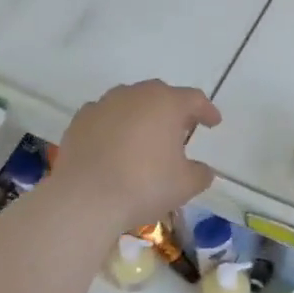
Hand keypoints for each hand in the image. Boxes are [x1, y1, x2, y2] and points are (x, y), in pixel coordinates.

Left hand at [51, 80, 220, 231]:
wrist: (85, 198)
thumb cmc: (144, 186)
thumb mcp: (185, 185)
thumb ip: (200, 173)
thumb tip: (202, 170)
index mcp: (166, 104)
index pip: (194, 99)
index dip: (207, 110)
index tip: (213, 123)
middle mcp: (135, 95)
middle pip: (160, 94)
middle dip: (173, 109)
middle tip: (180, 130)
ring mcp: (103, 104)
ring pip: (130, 102)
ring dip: (142, 115)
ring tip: (145, 138)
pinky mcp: (80, 120)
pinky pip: (105, 116)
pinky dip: (114, 126)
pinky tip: (115, 146)